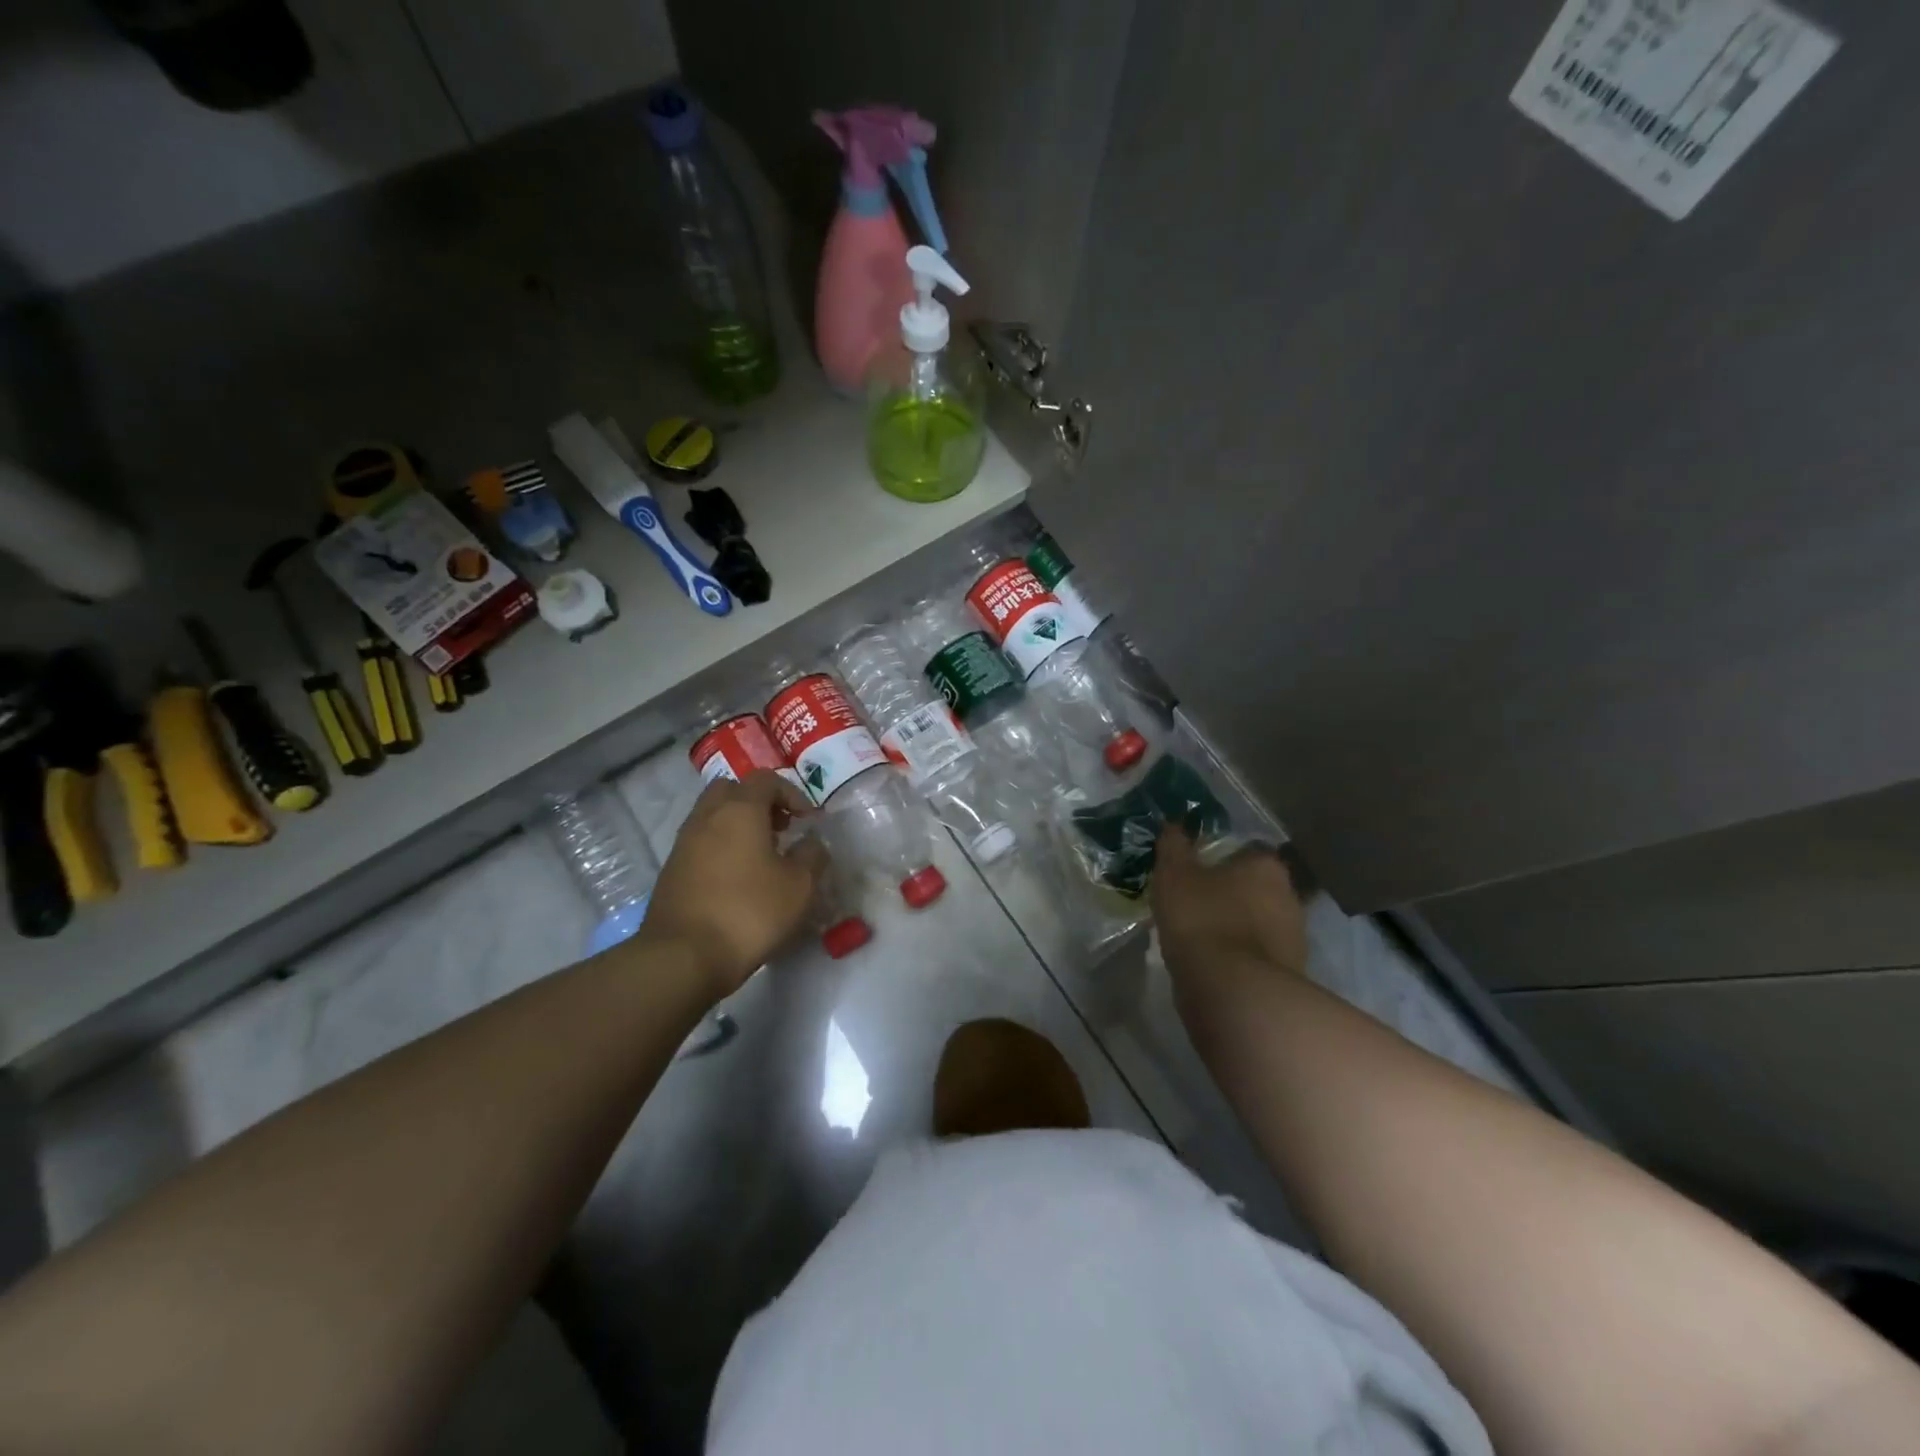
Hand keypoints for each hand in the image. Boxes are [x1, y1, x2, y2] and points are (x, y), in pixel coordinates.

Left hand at [639, 771, 827, 997]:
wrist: (683, 957)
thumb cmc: (749, 912)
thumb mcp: (799, 886)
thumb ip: (812, 856)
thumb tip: (811, 843)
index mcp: (740, 810)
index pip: (766, 779)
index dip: (792, 794)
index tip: (808, 820)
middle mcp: (707, 817)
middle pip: (732, 790)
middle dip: (759, 802)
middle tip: (780, 828)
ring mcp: (684, 843)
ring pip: (712, 816)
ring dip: (738, 825)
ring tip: (761, 856)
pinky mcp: (672, 870)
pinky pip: (701, 842)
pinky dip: (721, 847)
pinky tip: (737, 879)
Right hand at [1151, 828, 1306, 986]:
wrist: (1233, 993)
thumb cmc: (1202, 920)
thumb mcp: (1174, 875)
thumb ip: (1174, 847)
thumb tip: (1173, 824)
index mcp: (1266, 866)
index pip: (1247, 851)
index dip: (1222, 859)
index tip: (1198, 871)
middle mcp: (1290, 896)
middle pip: (1257, 887)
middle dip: (1233, 893)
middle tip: (1198, 903)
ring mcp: (1295, 938)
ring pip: (1261, 923)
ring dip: (1239, 927)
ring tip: (1203, 937)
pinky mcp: (1291, 975)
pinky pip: (1260, 956)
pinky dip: (1242, 957)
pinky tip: (1216, 965)